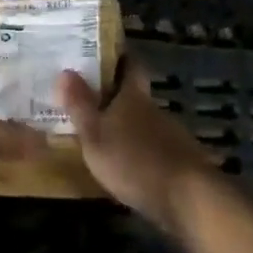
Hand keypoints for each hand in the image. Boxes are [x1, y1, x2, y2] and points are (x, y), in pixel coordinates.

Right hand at [56, 62, 220, 231]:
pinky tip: (127, 166)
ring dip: (127, 127)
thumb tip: (65, 70)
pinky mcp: (180, 162)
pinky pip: (155, 148)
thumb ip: (80, 105)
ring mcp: (172, 136)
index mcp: (134, 97)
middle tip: (89, 100)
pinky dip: (140, 151)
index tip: (104, 54)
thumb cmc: (133, 160)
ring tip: (103, 136)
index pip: (131, 66)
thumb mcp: (95, 135)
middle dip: (115, 97)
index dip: (120, 57)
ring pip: (145, 123)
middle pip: (136, 96)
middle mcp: (155, 110)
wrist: (187, 198)